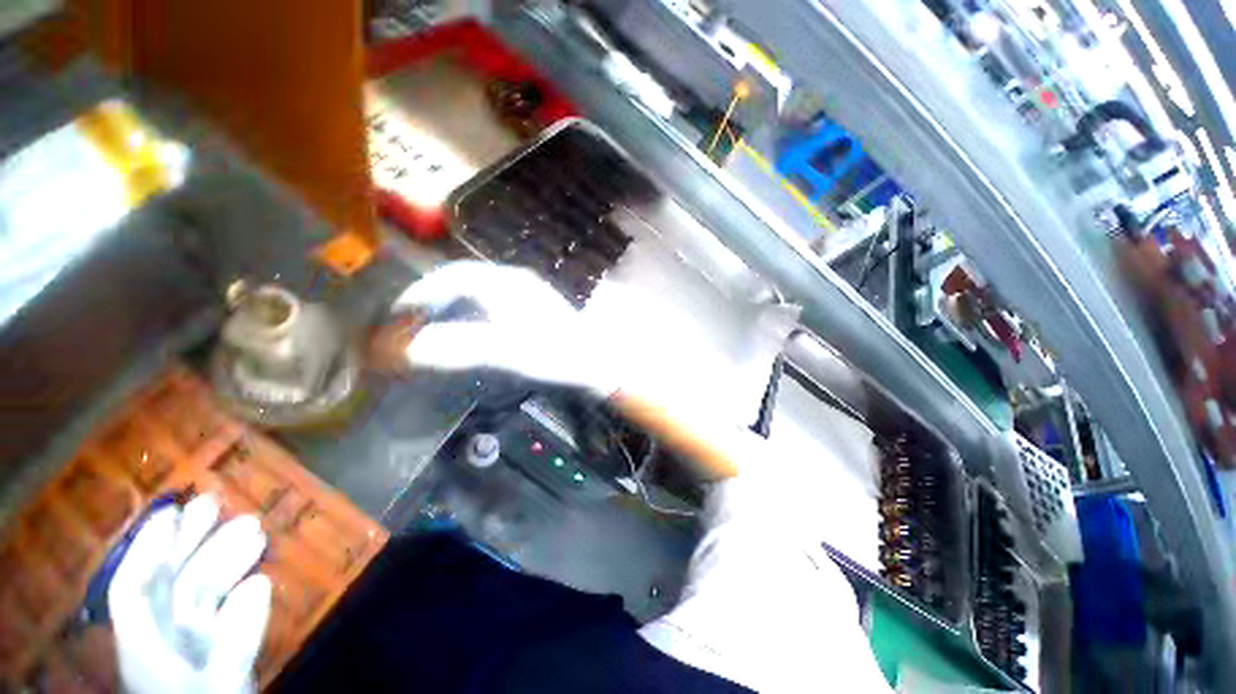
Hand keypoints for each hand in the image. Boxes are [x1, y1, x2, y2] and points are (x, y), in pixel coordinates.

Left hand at [109, 495, 270, 693]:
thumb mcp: (222, 685)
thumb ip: (236, 640)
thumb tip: (261, 582)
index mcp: (145, 644)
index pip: (134, 587)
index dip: (148, 547)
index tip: (173, 511)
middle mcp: (160, 637)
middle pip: (166, 582)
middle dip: (190, 541)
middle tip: (216, 503)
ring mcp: (185, 644)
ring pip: (197, 591)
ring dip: (222, 558)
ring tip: (255, 529)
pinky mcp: (210, 651)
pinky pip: (219, 610)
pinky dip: (237, 589)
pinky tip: (259, 577)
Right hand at [387, 261, 624, 395]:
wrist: (597, 363)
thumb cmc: (556, 355)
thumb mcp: (508, 351)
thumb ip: (459, 347)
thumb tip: (406, 348)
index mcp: (507, 283)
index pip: (452, 277)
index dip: (420, 293)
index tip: (398, 315)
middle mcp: (515, 281)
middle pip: (461, 279)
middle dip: (432, 297)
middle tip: (410, 322)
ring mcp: (526, 293)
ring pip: (476, 290)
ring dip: (450, 304)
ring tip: (431, 326)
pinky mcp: (533, 308)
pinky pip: (490, 302)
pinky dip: (470, 312)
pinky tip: (469, 329)